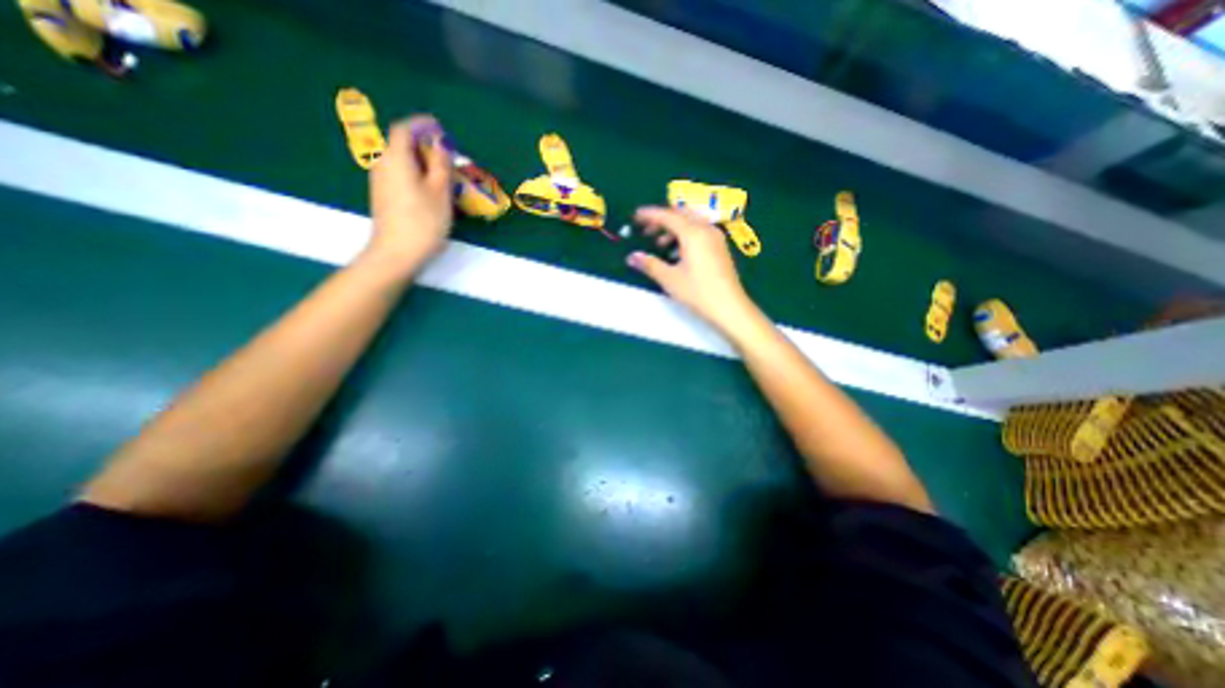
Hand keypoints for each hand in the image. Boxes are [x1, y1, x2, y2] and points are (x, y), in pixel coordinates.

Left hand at [367, 113, 460, 272]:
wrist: (397, 252)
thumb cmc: (423, 220)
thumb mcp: (440, 191)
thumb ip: (441, 164)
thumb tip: (440, 144)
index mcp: (396, 158)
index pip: (404, 129)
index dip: (422, 125)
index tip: (440, 128)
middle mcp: (383, 164)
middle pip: (401, 144)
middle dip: (424, 144)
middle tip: (447, 156)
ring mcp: (381, 182)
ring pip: (402, 162)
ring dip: (422, 162)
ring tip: (443, 174)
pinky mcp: (384, 197)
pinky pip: (400, 175)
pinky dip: (416, 175)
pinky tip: (431, 190)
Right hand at [631, 204, 757, 331]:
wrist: (730, 308)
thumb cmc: (698, 292)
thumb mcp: (670, 279)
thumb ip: (650, 265)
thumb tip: (632, 256)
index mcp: (693, 233)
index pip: (667, 216)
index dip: (649, 215)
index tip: (635, 216)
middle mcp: (706, 229)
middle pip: (681, 214)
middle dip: (662, 219)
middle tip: (646, 230)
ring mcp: (716, 238)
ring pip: (691, 222)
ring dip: (674, 228)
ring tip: (659, 244)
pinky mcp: (720, 248)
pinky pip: (700, 231)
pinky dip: (685, 235)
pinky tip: (678, 252)